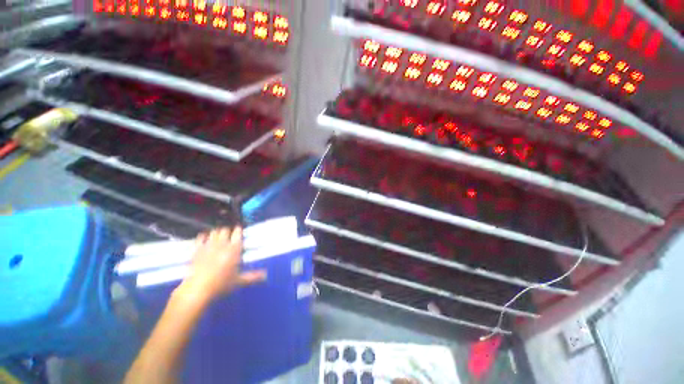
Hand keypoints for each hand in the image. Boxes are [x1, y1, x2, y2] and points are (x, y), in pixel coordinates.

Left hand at [178, 227, 265, 302]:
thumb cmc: (222, 284)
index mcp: (234, 249)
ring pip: (214, 232)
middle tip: (229, 234)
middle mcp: (222, 244)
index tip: (239, 230)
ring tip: (219, 235)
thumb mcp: (239, 281)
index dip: (238, 230)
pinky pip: (200, 237)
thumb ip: (253, 276)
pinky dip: (203, 236)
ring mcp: (209, 246)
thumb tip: (266, 275)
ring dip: (217, 232)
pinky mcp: (197, 250)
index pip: (238, 233)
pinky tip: (205, 238)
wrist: (198, 289)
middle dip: (228, 230)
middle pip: (225, 230)